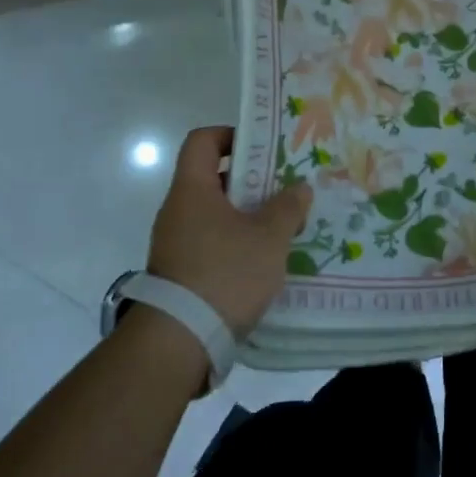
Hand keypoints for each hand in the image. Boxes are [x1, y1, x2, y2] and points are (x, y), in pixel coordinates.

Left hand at [146, 127, 313, 336]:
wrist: (179, 341)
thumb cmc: (224, 274)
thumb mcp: (268, 238)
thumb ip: (288, 207)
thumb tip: (300, 188)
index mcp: (192, 190)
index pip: (202, 141)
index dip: (231, 135)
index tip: (263, 147)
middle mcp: (177, 210)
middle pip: (213, 177)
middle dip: (252, 179)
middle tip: (286, 186)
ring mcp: (176, 243)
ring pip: (216, 213)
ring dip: (247, 214)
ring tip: (283, 223)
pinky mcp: (181, 272)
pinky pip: (212, 241)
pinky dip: (237, 241)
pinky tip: (265, 257)